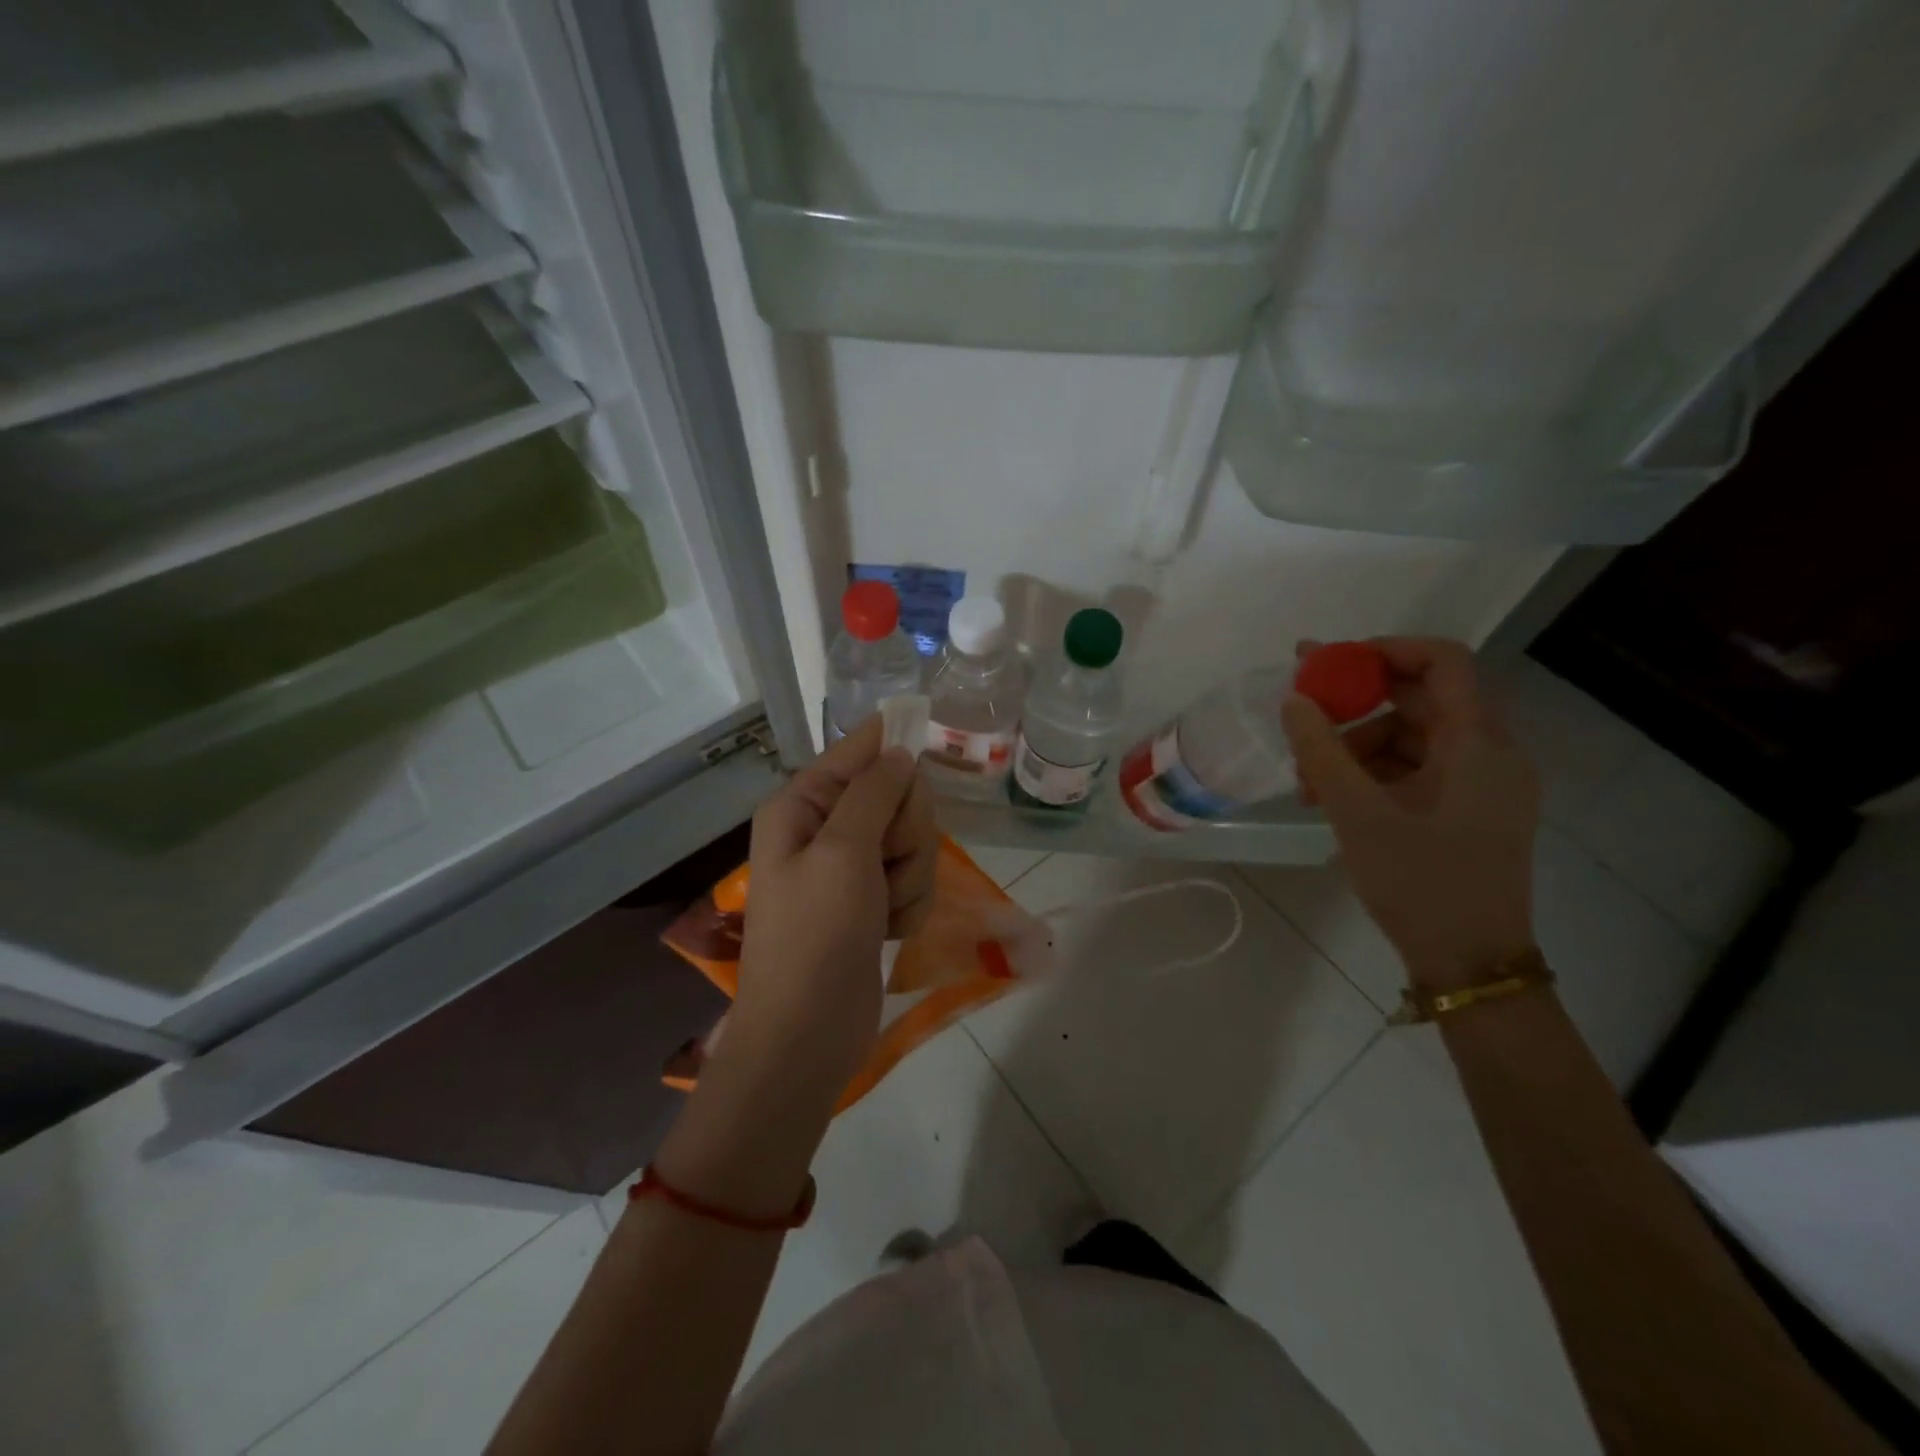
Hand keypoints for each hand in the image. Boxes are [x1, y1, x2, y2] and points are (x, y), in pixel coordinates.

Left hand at [725, 716, 935, 1100]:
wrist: (807, 1034)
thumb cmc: (816, 936)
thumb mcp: (843, 852)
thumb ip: (874, 793)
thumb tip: (898, 750)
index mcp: (803, 805)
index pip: (856, 750)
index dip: (891, 741)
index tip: (927, 727)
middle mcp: (826, 828)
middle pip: (897, 795)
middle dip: (906, 833)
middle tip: (884, 864)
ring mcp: (851, 868)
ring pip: (914, 840)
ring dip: (910, 876)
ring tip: (883, 909)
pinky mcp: (872, 901)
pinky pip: (914, 879)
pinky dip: (909, 904)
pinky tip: (889, 931)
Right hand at [1282, 638, 1540, 991]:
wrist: (1470, 963)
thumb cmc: (1419, 882)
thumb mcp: (1358, 813)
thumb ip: (1322, 750)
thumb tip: (1294, 699)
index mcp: (1479, 745)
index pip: (1444, 662)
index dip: (1386, 650)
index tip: (1331, 663)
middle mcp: (1491, 754)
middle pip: (1422, 700)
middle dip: (1356, 705)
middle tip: (1302, 711)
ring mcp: (1482, 785)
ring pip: (1413, 738)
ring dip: (1357, 747)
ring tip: (1309, 781)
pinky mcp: (1469, 811)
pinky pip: (1418, 770)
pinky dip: (1374, 774)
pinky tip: (1333, 798)